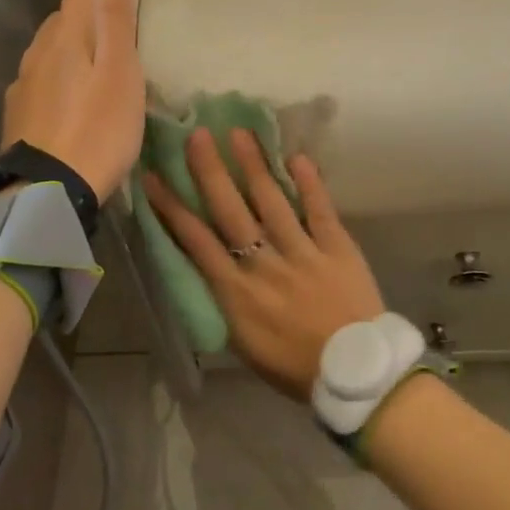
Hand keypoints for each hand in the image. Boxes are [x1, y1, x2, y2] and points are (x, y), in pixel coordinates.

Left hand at [0, 0, 144, 201]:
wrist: (48, 192)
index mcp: (67, 36)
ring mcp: (26, 82)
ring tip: (95, 41)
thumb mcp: (119, 71)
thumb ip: (113, 16)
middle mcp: (40, 51)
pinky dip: (62, 65)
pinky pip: (44, 73)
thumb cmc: (99, 128)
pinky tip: (71, 84)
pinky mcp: (21, 111)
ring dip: (72, 34)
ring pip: (51, 45)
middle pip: (65, 14)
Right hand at [143, 128, 385, 400]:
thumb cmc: (295, 367)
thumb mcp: (246, 345)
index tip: (155, 177)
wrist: (355, 375)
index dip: (173, 208)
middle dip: (211, 172)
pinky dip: (310, 183)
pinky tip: (298, 157)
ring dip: (255, 165)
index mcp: (236, 294)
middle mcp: (264, 266)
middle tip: (198, 136)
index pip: (197, 242)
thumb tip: (214, 269)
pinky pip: (320, 210)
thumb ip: (229, 303)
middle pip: (231, 211)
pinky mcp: (337, 248)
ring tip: (240, 133)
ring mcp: (302, 254)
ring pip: (272, 202)